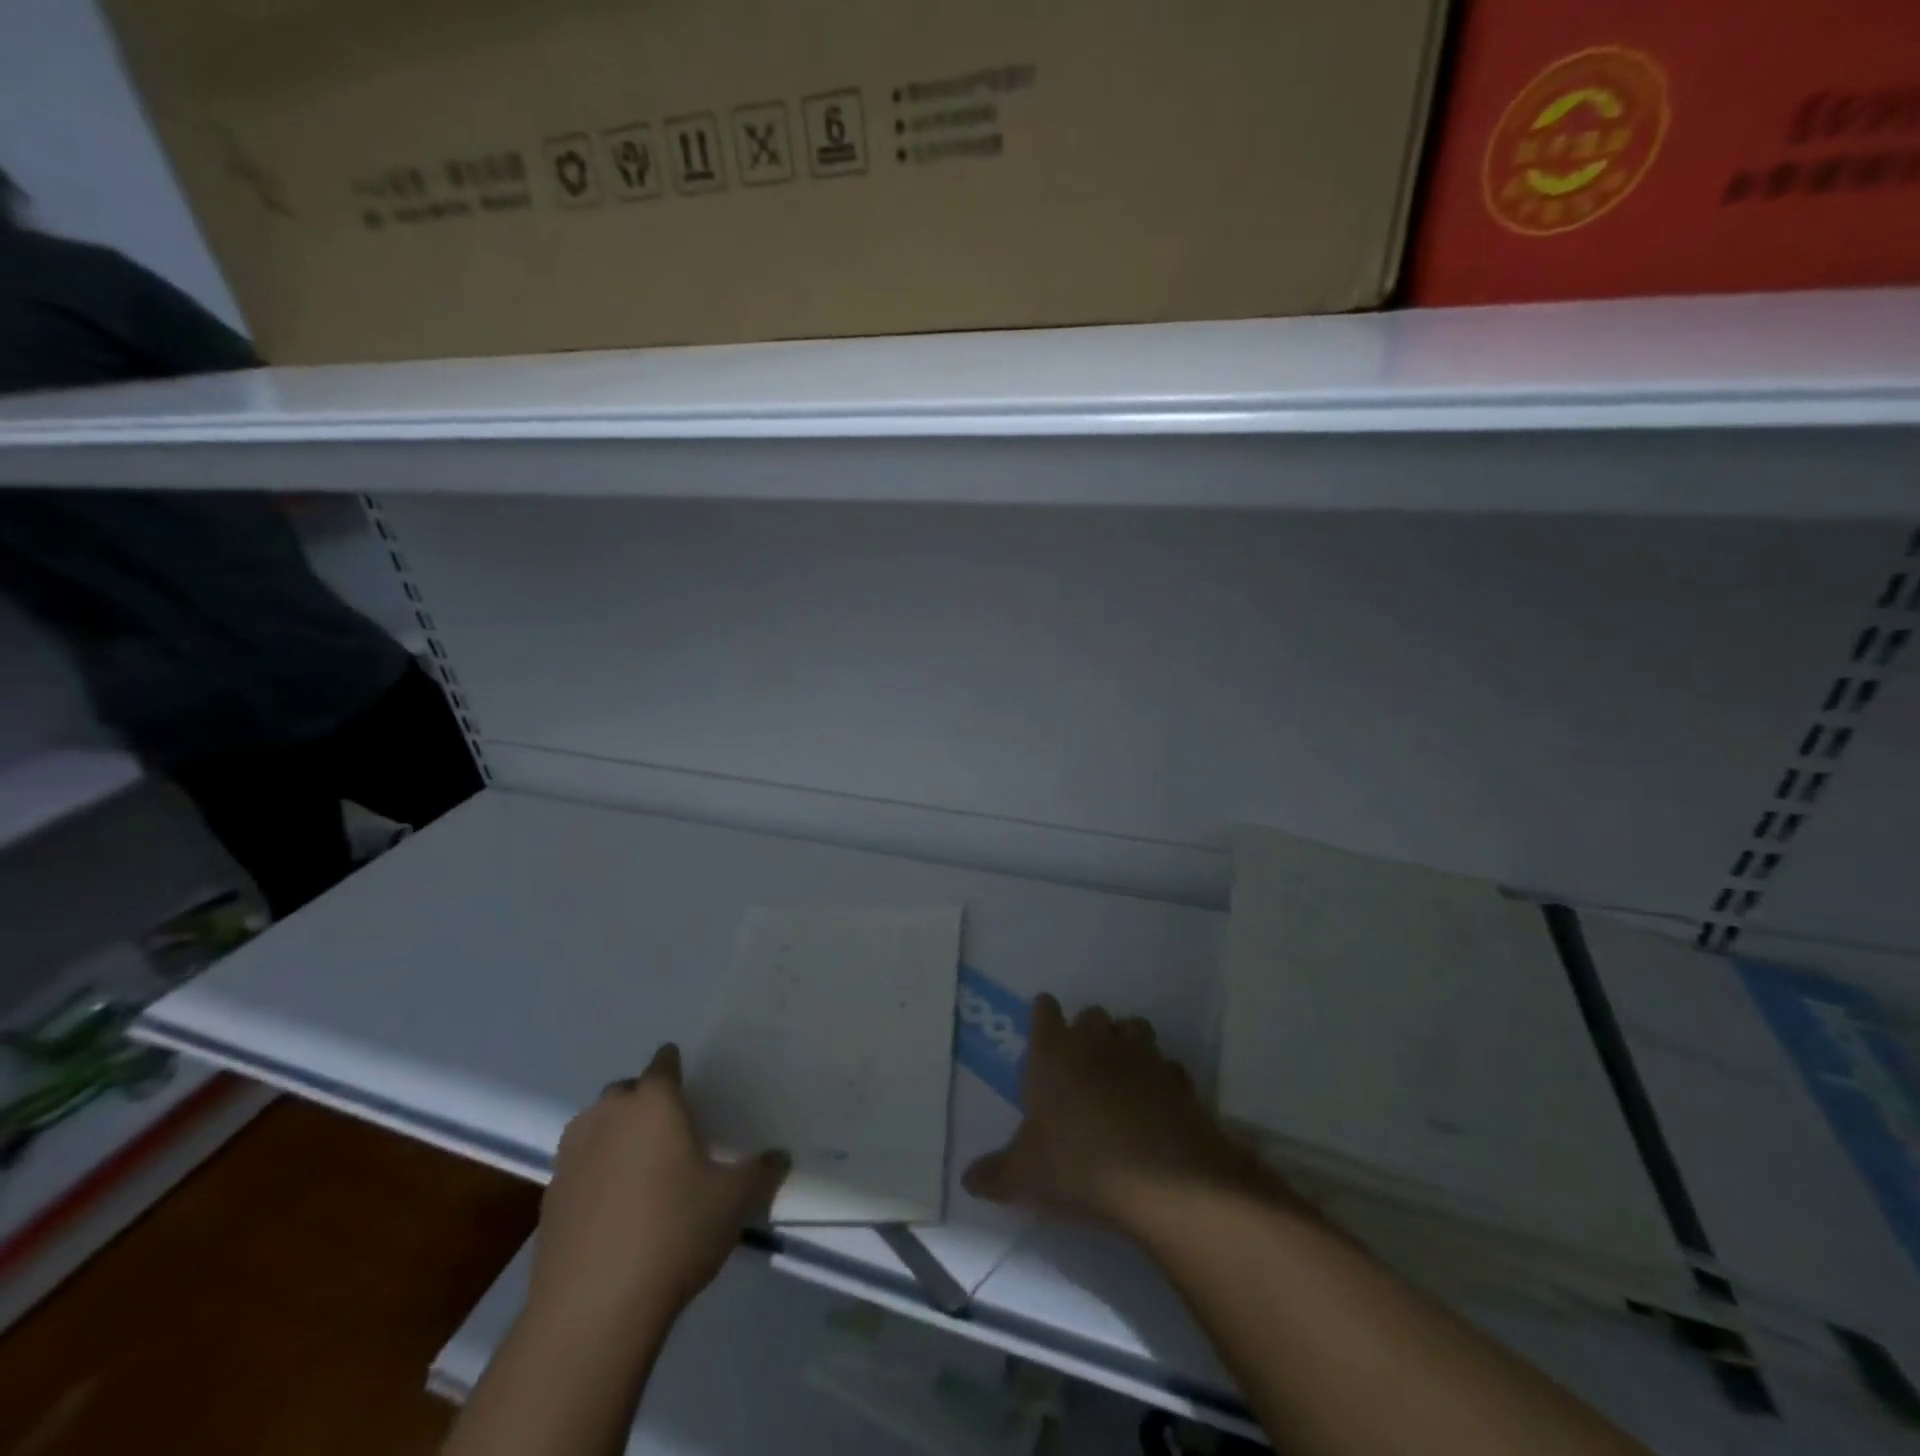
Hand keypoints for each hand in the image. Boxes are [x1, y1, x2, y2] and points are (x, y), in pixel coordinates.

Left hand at [528, 1044, 788, 1331]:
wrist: (591, 1310)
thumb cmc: (673, 1233)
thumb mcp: (734, 1201)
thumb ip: (761, 1172)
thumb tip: (781, 1156)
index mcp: (654, 1103)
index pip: (664, 1063)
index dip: (676, 1067)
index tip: (689, 1085)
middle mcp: (608, 1116)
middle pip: (625, 1091)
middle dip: (644, 1101)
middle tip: (670, 1129)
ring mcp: (571, 1156)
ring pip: (595, 1126)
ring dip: (613, 1134)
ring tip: (639, 1166)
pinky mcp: (547, 1199)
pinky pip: (577, 1167)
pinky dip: (593, 1174)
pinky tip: (612, 1208)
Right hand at [963, 995, 1292, 1234]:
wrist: (1160, 1180)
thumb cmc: (1078, 1166)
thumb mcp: (1025, 1177)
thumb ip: (995, 1174)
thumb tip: (969, 1179)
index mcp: (1054, 1054)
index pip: (1044, 1013)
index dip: (1044, 1015)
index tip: (1044, 1021)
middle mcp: (1097, 1043)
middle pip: (1092, 1014)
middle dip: (1088, 1030)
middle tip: (1082, 1060)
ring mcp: (1142, 1056)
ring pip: (1134, 1028)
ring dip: (1128, 1042)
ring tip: (1123, 1072)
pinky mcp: (1178, 1079)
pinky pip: (1167, 1067)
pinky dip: (1162, 1078)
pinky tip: (1157, 1101)